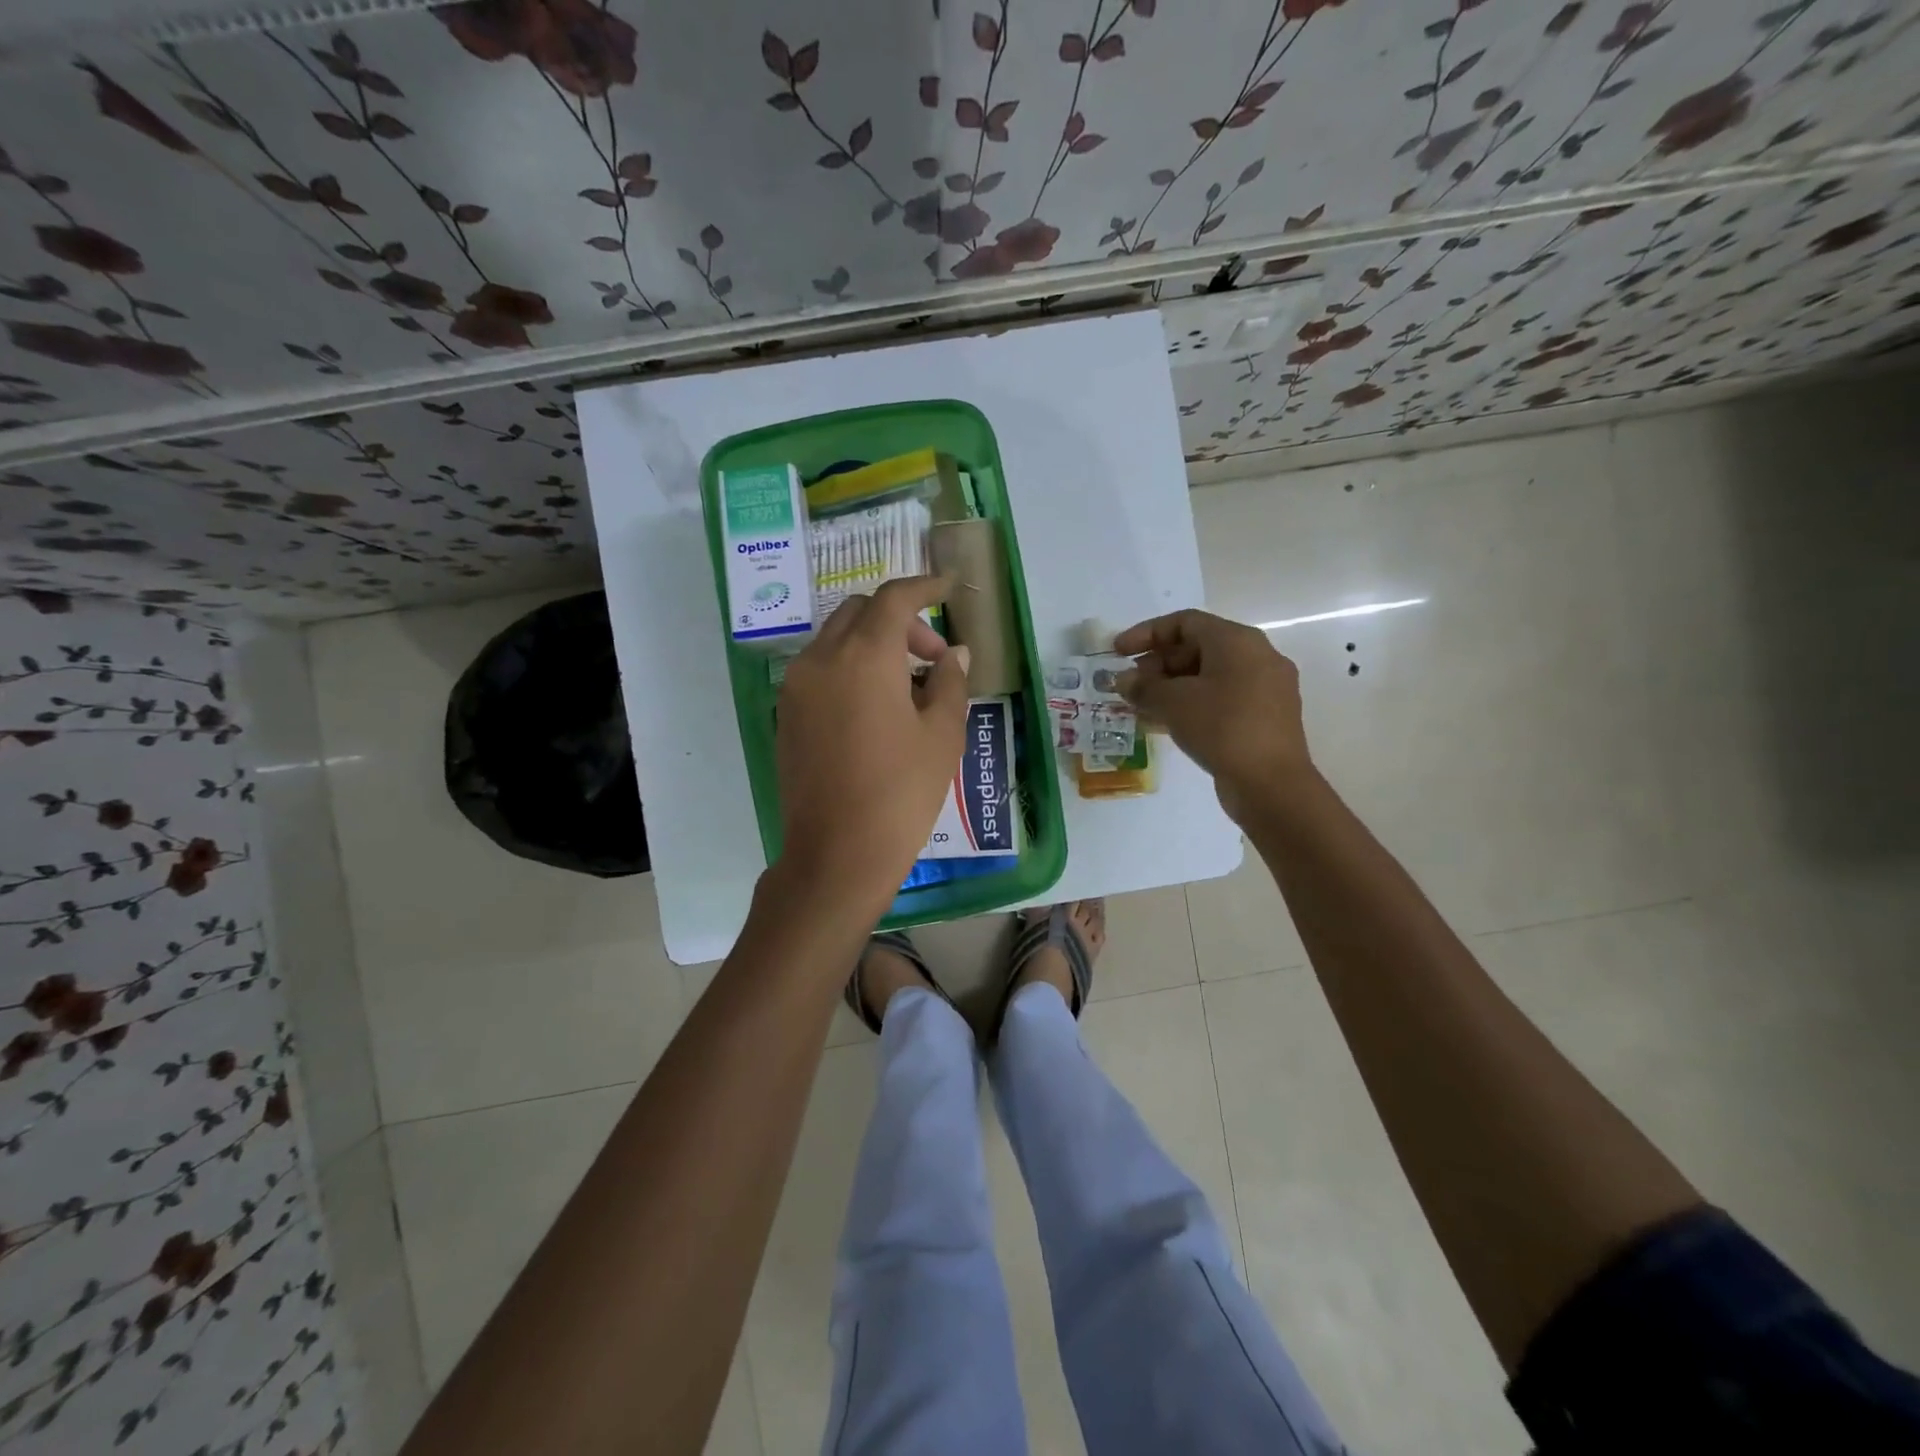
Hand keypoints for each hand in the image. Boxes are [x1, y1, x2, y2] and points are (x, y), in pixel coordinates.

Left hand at [774, 576, 970, 912]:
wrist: (836, 855)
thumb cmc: (901, 793)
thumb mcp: (942, 735)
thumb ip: (949, 682)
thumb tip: (951, 655)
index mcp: (864, 656)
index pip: (894, 599)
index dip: (924, 587)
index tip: (946, 588)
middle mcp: (822, 658)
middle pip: (860, 612)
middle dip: (899, 621)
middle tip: (932, 659)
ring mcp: (796, 687)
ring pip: (837, 639)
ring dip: (873, 644)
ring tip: (908, 688)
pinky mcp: (786, 714)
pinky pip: (821, 670)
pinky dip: (850, 668)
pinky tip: (876, 708)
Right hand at [1114, 609, 1311, 822]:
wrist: (1271, 784)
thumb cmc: (1221, 728)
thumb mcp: (1173, 703)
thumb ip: (1143, 687)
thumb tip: (1124, 680)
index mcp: (1237, 641)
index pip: (1184, 622)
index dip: (1146, 633)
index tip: (1117, 652)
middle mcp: (1257, 656)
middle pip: (1198, 647)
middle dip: (1158, 663)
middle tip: (1130, 684)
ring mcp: (1265, 687)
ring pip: (1208, 675)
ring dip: (1172, 687)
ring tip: (1142, 706)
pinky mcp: (1265, 716)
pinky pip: (1221, 698)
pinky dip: (1192, 703)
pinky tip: (1166, 723)